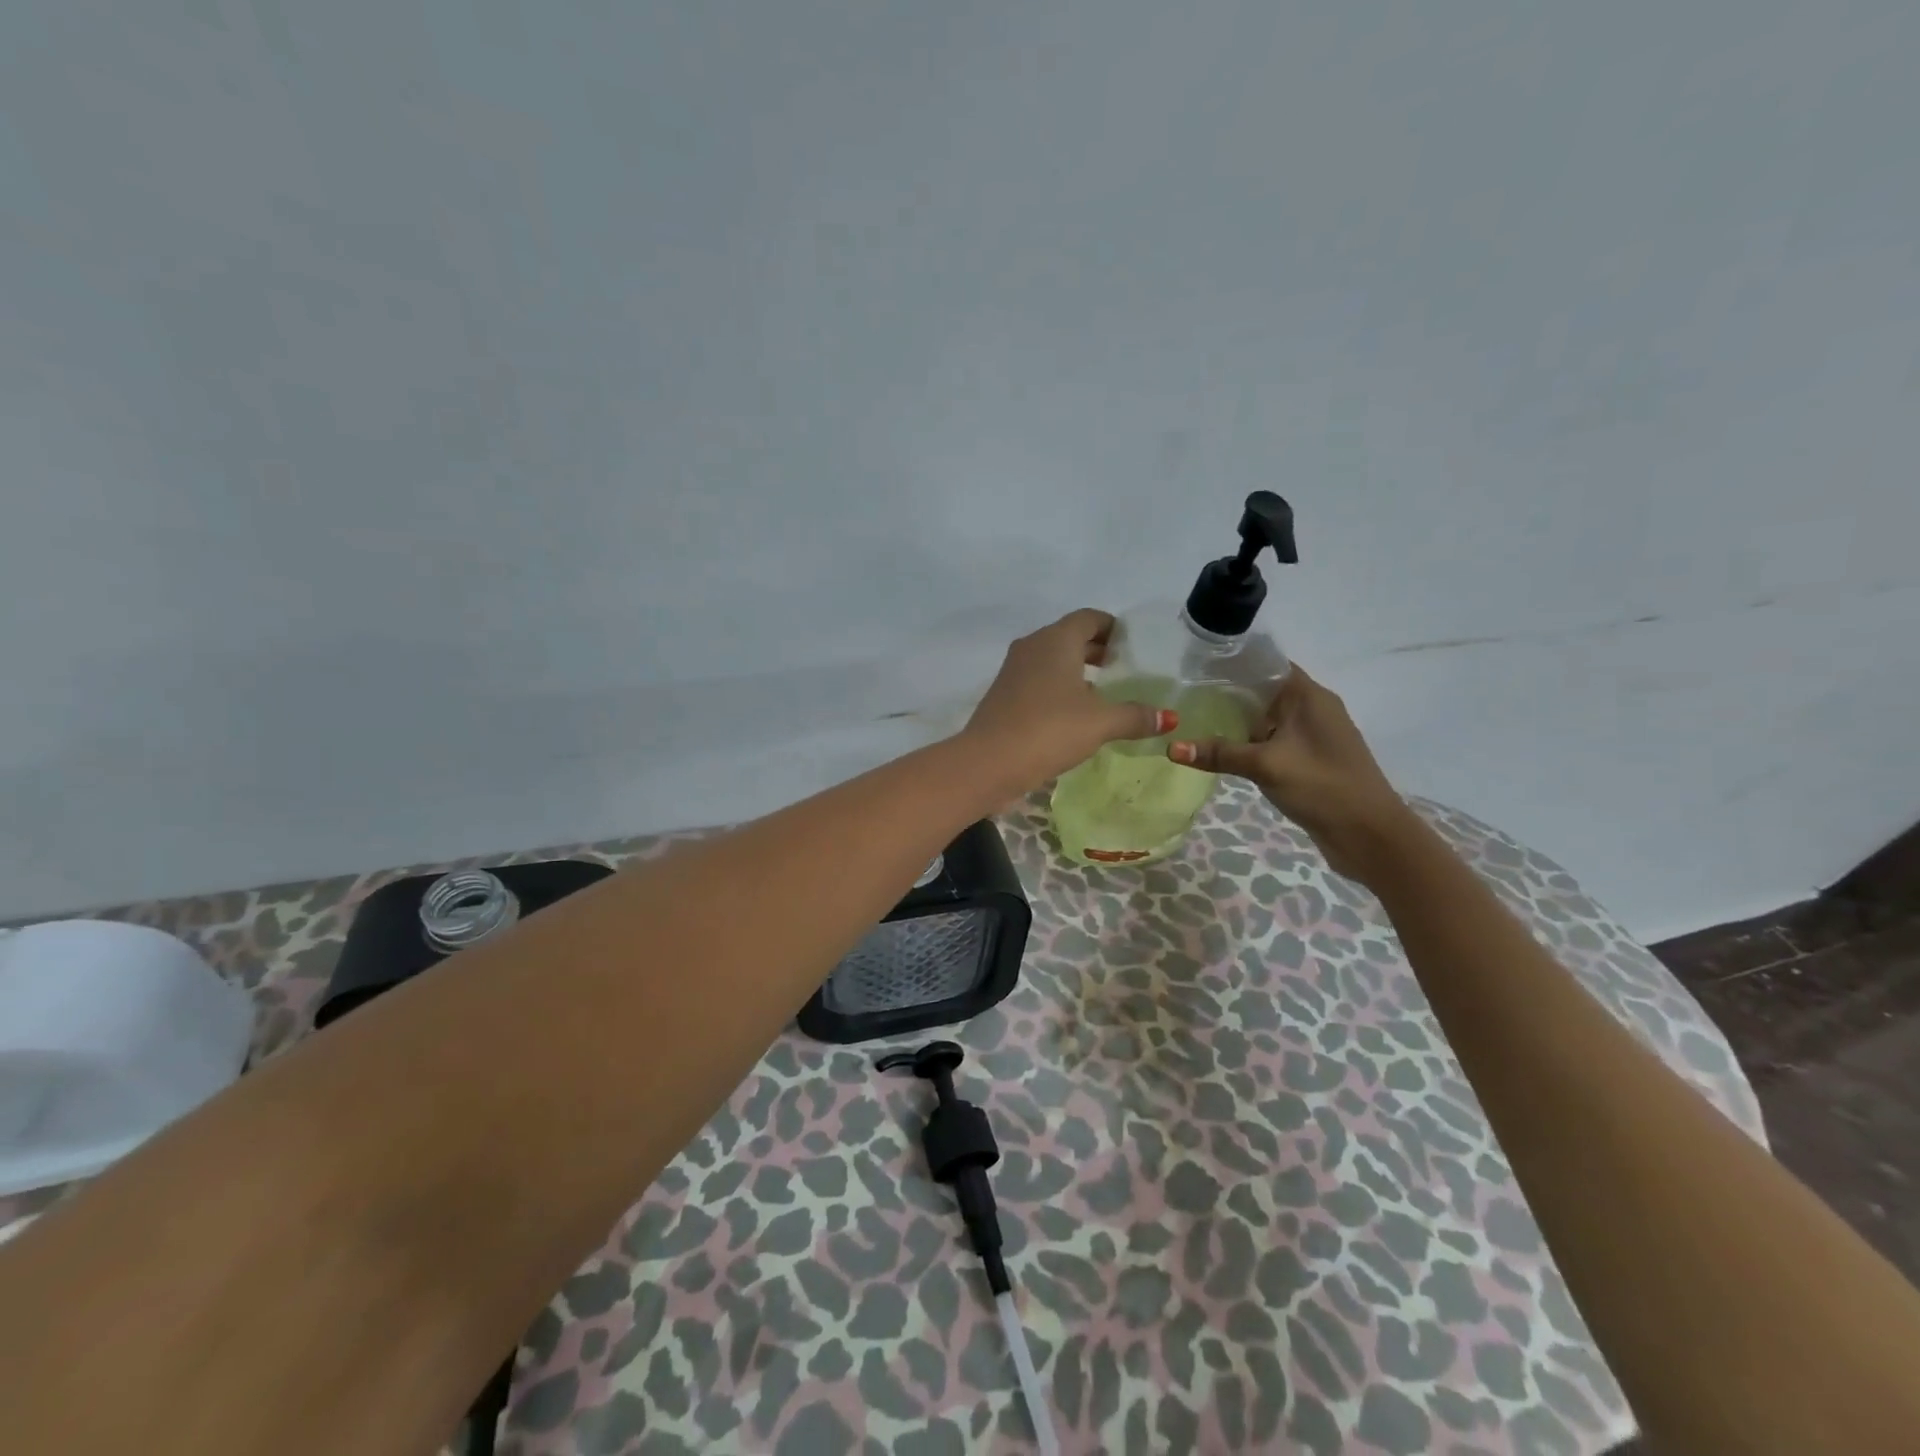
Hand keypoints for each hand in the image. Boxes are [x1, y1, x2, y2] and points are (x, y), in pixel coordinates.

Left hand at [961, 609, 1174, 796]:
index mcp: (1056, 640)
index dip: (1113, 628)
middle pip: (1070, 637)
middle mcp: (1032, 646)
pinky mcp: (1003, 694)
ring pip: (1052, 659)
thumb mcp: (1100, 723)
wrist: (988, 762)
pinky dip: (1058, 687)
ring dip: (1077, 670)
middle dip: (1097, 650)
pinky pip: (1038, 679)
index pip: (1089, 618)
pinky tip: (1074, 714)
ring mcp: (1013, 670)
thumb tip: (1169, 717)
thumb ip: (1135, 716)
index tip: (1134, 646)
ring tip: (1104, 693)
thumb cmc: (1049, 730)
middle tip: (1124, 670)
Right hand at [1168, 664, 1417, 882]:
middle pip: (1265, 690)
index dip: (1234, 662)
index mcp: (1309, 696)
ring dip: (1238, 720)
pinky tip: (1222, 750)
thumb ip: (1219, 754)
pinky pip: (1273, 740)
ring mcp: (1312, 736)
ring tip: (1195, 719)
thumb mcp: (1265, 766)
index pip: (1268, 664)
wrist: (1370, 835)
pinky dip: (1250, 742)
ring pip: (1267, 718)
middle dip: (1228, 692)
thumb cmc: (1322, 786)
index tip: (1198, 667)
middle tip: (1186, 695)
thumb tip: (1170, 747)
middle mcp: (1312, 709)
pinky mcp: (1309, 760)